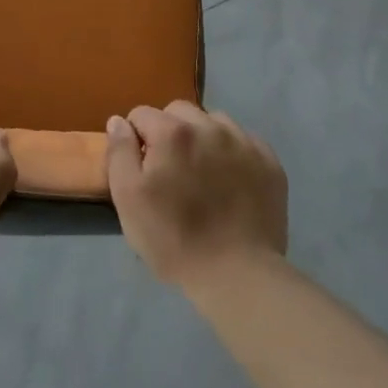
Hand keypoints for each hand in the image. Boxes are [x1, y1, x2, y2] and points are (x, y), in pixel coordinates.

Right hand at [105, 100, 286, 289]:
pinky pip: (244, 140)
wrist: (237, 274)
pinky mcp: (269, 161)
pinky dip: (232, 152)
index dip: (136, 139)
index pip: (142, 114)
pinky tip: (230, 180)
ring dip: (202, 138)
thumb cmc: (174, 239)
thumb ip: (119, 153)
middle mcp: (210, 126)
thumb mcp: (128, 199)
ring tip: (203, 174)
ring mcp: (243, 141)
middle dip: (168, 132)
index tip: (142, 169)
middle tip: (171, 171)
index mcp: (173, 132)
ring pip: (213, 122)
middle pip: (179, 112)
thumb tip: (118, 121)